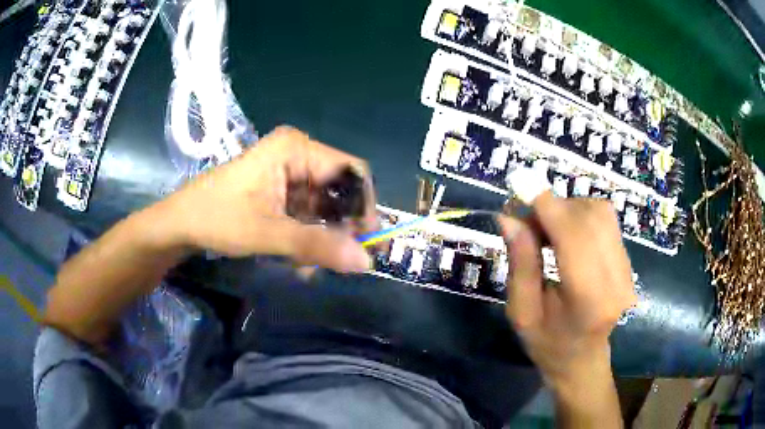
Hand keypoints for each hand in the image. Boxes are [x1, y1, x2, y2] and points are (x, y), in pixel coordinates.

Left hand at [158, 126, 376, 272]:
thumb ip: (317, 246)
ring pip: (325, 207)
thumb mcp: (268, 233)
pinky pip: (308, 214)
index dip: (364, 206)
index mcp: (296, 149)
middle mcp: (298, 155)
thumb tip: (366, 262)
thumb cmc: (217, 218)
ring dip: (322, 238)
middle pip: (339, 191)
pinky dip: (308, 238)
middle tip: (337, 261)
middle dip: (340, 228)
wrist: (181, 224)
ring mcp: (289, 174)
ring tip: (310, 267)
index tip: (365, 242)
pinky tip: (299, 261)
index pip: (352, 172)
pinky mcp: (281, 191)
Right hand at [498, 192, 635, 423]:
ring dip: (569, 209)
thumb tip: (508, 216)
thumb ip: (520, 263)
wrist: (582, 360)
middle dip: (555, 207)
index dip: (549, 205)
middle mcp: (616, 280)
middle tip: (527, 222)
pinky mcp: (629, 262)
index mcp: (588, 301)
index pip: (574, 238)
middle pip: (590, 217)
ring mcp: (628, 270)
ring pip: (601, 213)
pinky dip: (581, 216)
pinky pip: (606, 221)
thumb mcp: (521, 312)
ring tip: (547, 231)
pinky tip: (566, 235)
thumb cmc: (547, 344)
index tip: (521, 182)